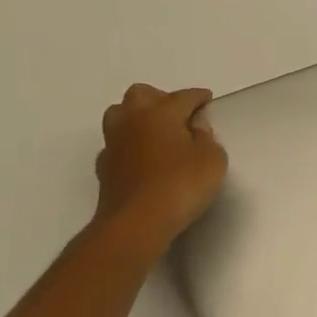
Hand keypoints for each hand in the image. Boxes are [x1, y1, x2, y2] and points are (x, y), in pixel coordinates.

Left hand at [93, 84, 228, 252]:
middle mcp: (133, 120)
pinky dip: (129, 143)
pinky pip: (116, 143)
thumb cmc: (181, 185)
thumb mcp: (212, 159)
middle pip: (141, 94)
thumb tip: (195, 125)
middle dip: (161, 98)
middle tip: (179, 113)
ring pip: (119, 114)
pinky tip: (142, 156)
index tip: (208, 100)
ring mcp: (114, 143)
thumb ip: (206, 137)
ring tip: (157, 131)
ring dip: (137, 116)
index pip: (183, 96)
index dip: (198, 97)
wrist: (136, 223)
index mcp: (161, 112)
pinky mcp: (104, 167)